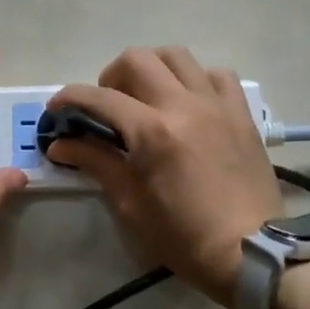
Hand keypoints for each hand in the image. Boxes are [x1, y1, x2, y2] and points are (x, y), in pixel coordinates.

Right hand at [48, 48, 281, 307]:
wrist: (253, 253)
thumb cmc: (185, 237)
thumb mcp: (131, 205)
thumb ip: (96, 163)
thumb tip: (61, 144)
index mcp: (153, 132)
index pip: (99, 97)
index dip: (69, 99)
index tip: (57, 110)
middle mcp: (184, 105)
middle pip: (137, 59)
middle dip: (111, 76)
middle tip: (107, 105)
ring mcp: (217, 104)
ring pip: (177, 56)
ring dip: (152, 68)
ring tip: (146, 97)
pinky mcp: (241, 113)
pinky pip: (216, 75)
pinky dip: (195, 79)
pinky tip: (188, 102)